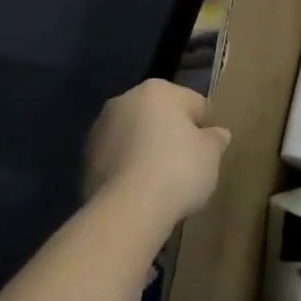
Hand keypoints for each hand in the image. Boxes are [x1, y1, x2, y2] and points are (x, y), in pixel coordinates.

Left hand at [86, 80, 231, 223]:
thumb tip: (216, 134)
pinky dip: (130, 169)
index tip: (208, 151)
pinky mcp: (85, 160)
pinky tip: (143, 192)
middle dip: (172, 136)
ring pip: (136, 137)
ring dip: (148, 151)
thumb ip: (215, 138)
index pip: (194, 104)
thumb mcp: (212, 153)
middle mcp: (124, 100)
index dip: (205, 128)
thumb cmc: (178, 170)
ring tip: (164, 182)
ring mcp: (99, 130)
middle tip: (188, 165)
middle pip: (160, 116)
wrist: (128, 210)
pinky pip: (119, 159)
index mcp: (158, 90)